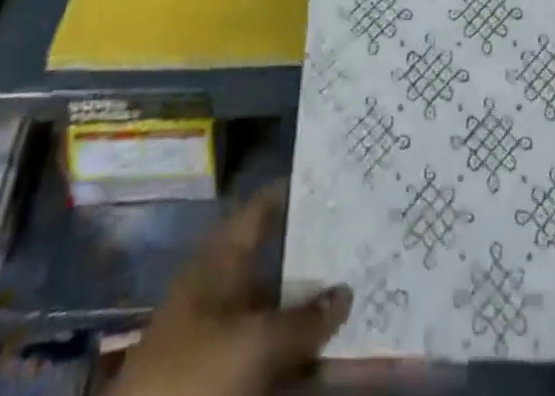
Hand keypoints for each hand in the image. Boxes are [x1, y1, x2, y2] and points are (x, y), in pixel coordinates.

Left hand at [113, 184, 352, 395]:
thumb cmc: (191, 377)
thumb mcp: (251, 342)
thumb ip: (301, 319)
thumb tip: (345, 291)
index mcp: (218, 263)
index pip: (260, 211)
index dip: (292, 193)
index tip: (333, 179)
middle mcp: (222, 293)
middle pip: (276, 268)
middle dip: (317, 262)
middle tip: (363, 244)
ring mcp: (224, 342)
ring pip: (280, 319)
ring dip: (315, 317)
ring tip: (363, 301)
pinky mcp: (230, 381)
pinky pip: (276, 362)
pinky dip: (303, 361)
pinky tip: (337, 361)